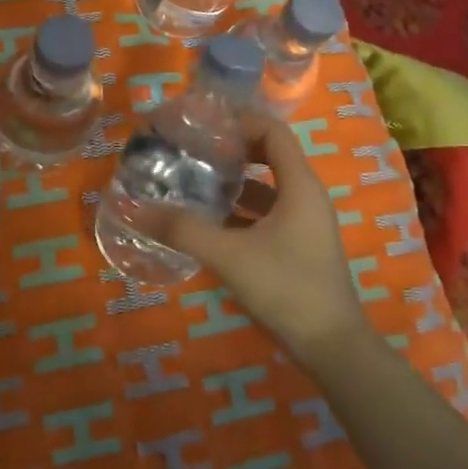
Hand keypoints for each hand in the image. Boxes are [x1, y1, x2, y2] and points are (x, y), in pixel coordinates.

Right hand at [157, 114, 371, 367]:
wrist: (332, 347)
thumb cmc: (287, 289)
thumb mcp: (230, 256)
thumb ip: (183, 230)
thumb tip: (135, 208)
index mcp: (299, 185)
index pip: (273, 131)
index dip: (240, 120)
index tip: (203, 122)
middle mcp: (305, 196)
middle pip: (268, 155)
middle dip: (231, 150)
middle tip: (192, 149)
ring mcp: (304, 223)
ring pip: (266, 188)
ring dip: (232, 183)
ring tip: (192, 182)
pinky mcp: (297, 246)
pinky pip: (266, 214)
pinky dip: (239, 211)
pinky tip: (207, 223)